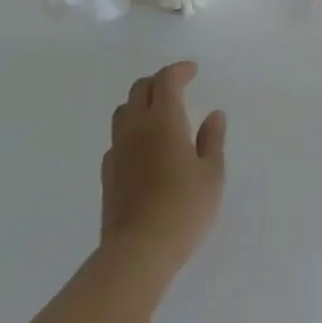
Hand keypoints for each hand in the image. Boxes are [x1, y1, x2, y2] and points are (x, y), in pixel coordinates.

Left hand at [100, 61, 226, 277]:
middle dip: (158, 82)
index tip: (193, 71)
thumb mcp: (212, 175)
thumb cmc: (183, 209)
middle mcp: (136, 127)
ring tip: (158, 114)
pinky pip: (118, 138)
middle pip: (140, 89)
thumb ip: (213, 140)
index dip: (179, 70)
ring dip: (140, 103)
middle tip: (177, 88)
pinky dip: (131, 131)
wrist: (137, 252)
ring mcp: (118, 150)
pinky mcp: (107, 173)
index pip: (166, 80)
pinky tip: (144, 148)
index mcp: (164, 120)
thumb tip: (214, 114)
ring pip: (123, 111)